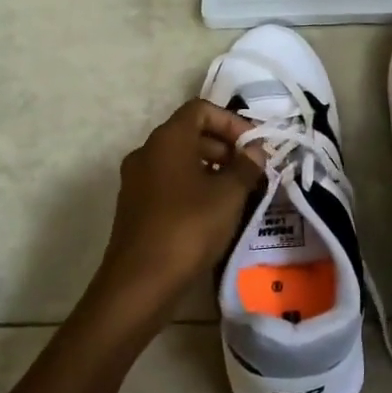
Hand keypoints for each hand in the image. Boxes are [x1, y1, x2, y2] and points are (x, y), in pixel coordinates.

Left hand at [91, 99, 264, 325]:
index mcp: (167, 140)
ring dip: (211, 169)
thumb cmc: (188, 228)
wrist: (140, 283)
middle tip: (252, 170)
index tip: (254, 146)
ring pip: (180, 161)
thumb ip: (246, 167)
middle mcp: (147, 152)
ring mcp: (137, 181)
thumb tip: (255, 151)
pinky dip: (194, 187)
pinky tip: (215, 213)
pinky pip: (169, 183)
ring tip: (239, 193)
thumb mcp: (228, 195)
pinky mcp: (136, 207)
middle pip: (190, 134)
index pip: (200, 109)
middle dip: (225, 147)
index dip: (231, 121)